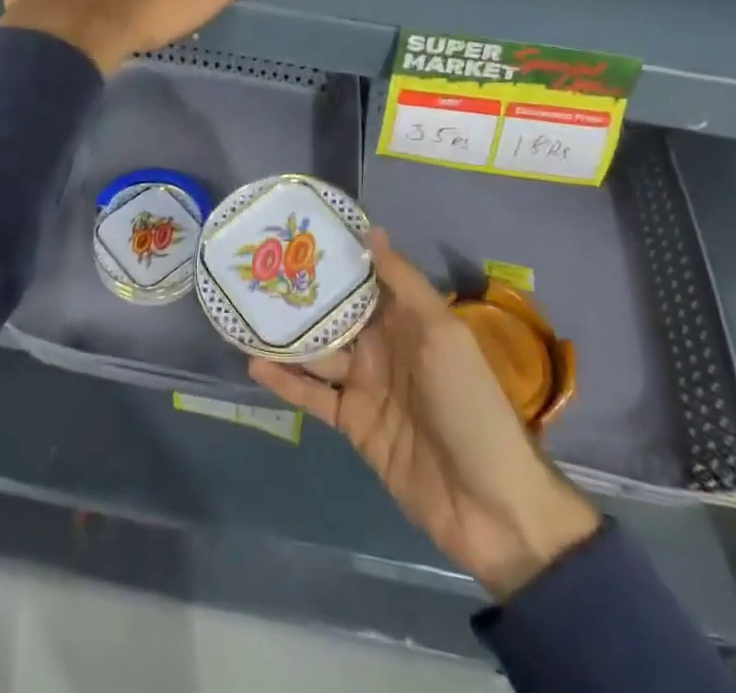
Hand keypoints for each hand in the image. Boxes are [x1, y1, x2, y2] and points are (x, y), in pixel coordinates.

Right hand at [250, 230, 601, 600]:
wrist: (491, 504)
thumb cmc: (470, 404)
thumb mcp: (443, 334)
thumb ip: (404, 283)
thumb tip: (371, 230)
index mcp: (408, 321)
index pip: (366, 280)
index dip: (335, 258)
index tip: (296, 233)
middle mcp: (384, 347)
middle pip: (336, 315)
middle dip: (302, 295)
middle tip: (257, 270)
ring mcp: (367, 386)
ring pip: (318, 352)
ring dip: (286, 336)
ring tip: (245, 312)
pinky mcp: (354, 424)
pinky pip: (314, 396)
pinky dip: (286, 381)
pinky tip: (253, 364)